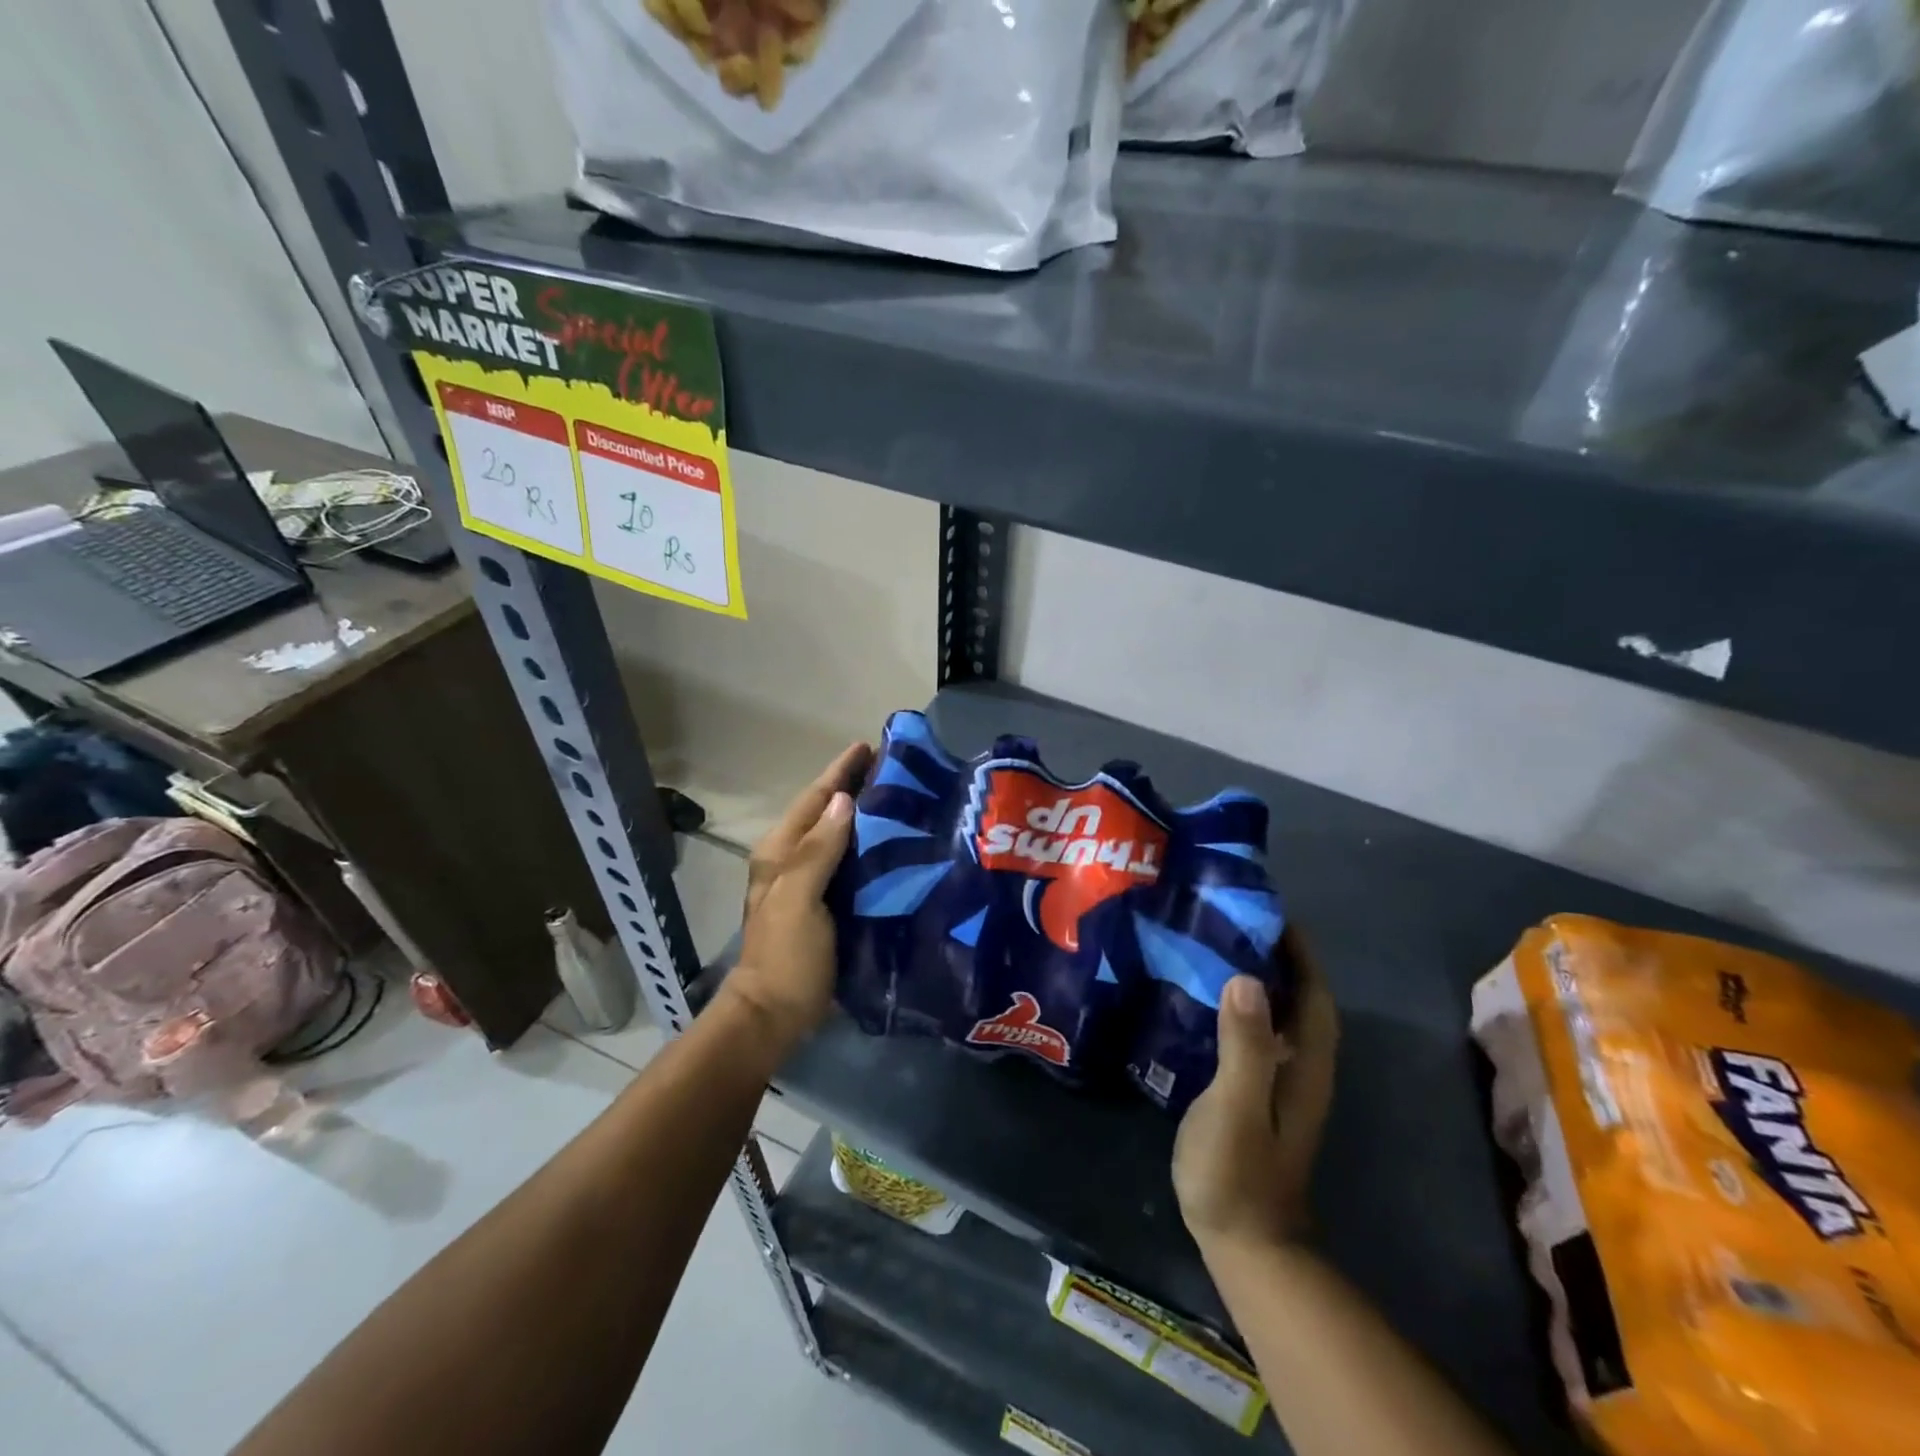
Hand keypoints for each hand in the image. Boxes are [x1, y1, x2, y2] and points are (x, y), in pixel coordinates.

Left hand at [721, 742, 872, 1048]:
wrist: (775, 1014)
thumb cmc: (785, 954)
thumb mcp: (798, 897)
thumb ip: (819, 848)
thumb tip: (844, 800)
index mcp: (781, 852)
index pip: (815, 799)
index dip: (840, 771)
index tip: (871, 746)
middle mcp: (793, 860)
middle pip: (827, 813)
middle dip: (856, 788)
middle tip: (899, 771)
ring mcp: (809, 884)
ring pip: (841, 837)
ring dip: (866, 817)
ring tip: (905, 799)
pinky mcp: (827, 905)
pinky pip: (850, 864)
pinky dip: (870, 849)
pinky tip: (898, 846)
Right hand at [1173, 928, 1338, 1254]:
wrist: (1243, 1242)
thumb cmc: (1237, 1173)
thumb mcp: (1236, 1107)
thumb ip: (1244, 1046)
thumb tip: (1248, 978)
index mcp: (1304, 1066)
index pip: (1313, 996)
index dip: (1300, 954)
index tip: (1272, 913)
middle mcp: (1300, 1069)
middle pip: (1299, 1001)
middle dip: (1278, 957)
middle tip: (1233, 921)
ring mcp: (1279, 1085)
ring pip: (1278, 1018)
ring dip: (1259, 980)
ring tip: (1215, 947)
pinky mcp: (1256, 1095)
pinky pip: (1255, 1036)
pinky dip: (1239, 1009)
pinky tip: (1204, 999)